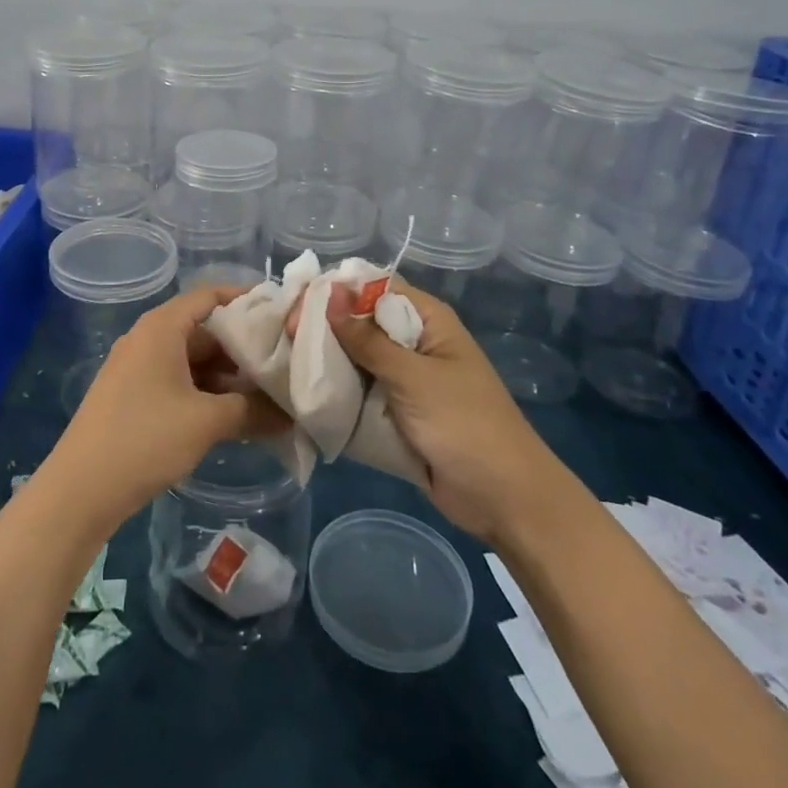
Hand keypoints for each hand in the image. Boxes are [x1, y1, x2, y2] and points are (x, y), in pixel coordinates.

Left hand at [46, 286, 290, 529]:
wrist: (79, 490)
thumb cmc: (144, 439)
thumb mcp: (206, 422)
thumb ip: (252, 411)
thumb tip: (291, 415)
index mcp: (162, 328)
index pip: (209, 295)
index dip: (245, 298)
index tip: (280, 312)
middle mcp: (148, 338)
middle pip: (204, 330)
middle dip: (243, 347)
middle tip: (283, 363)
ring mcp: (137, 368)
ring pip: (193, 360)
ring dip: (227, 376)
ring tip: (267, 394)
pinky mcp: (132, 396)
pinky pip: (178, 381)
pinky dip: (206, 392)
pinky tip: (232, 416)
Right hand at [307, 281, 552, 542]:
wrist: (503, 499)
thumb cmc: (464, 424)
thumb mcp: (412, 377)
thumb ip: (367, 338)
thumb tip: (329, 291)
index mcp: (428, 320)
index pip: (374, 288)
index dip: (337, 291)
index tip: (297, 302)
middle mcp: (414, 342)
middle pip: (361, 323)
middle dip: (325, 328)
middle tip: (284, 336)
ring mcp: (405, 379)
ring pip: (356, 359)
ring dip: (328, 361)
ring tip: (285, 361)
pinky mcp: (396, 412)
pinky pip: (361, 391)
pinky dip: (338, 391)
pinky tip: (304, 391)